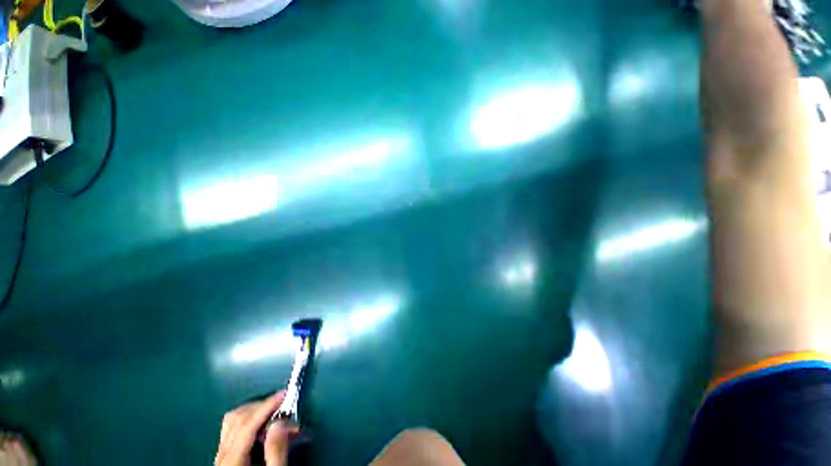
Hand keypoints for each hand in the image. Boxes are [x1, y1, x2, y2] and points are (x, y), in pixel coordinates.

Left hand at [215, 391, 298, 465]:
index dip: (266, 406)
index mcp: (232, 463)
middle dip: (263, 407)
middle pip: (238, 419)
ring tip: (275, 413)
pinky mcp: (224, 455)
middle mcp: (222, 456)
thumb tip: (280, 422)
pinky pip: (232, 427)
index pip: (247, 425)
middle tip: (284, 406)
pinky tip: (263, 423)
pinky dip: (249, 418)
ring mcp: (220, 455)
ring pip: (232, 420)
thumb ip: (276, 451)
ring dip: (255, 410)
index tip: (283, 394)